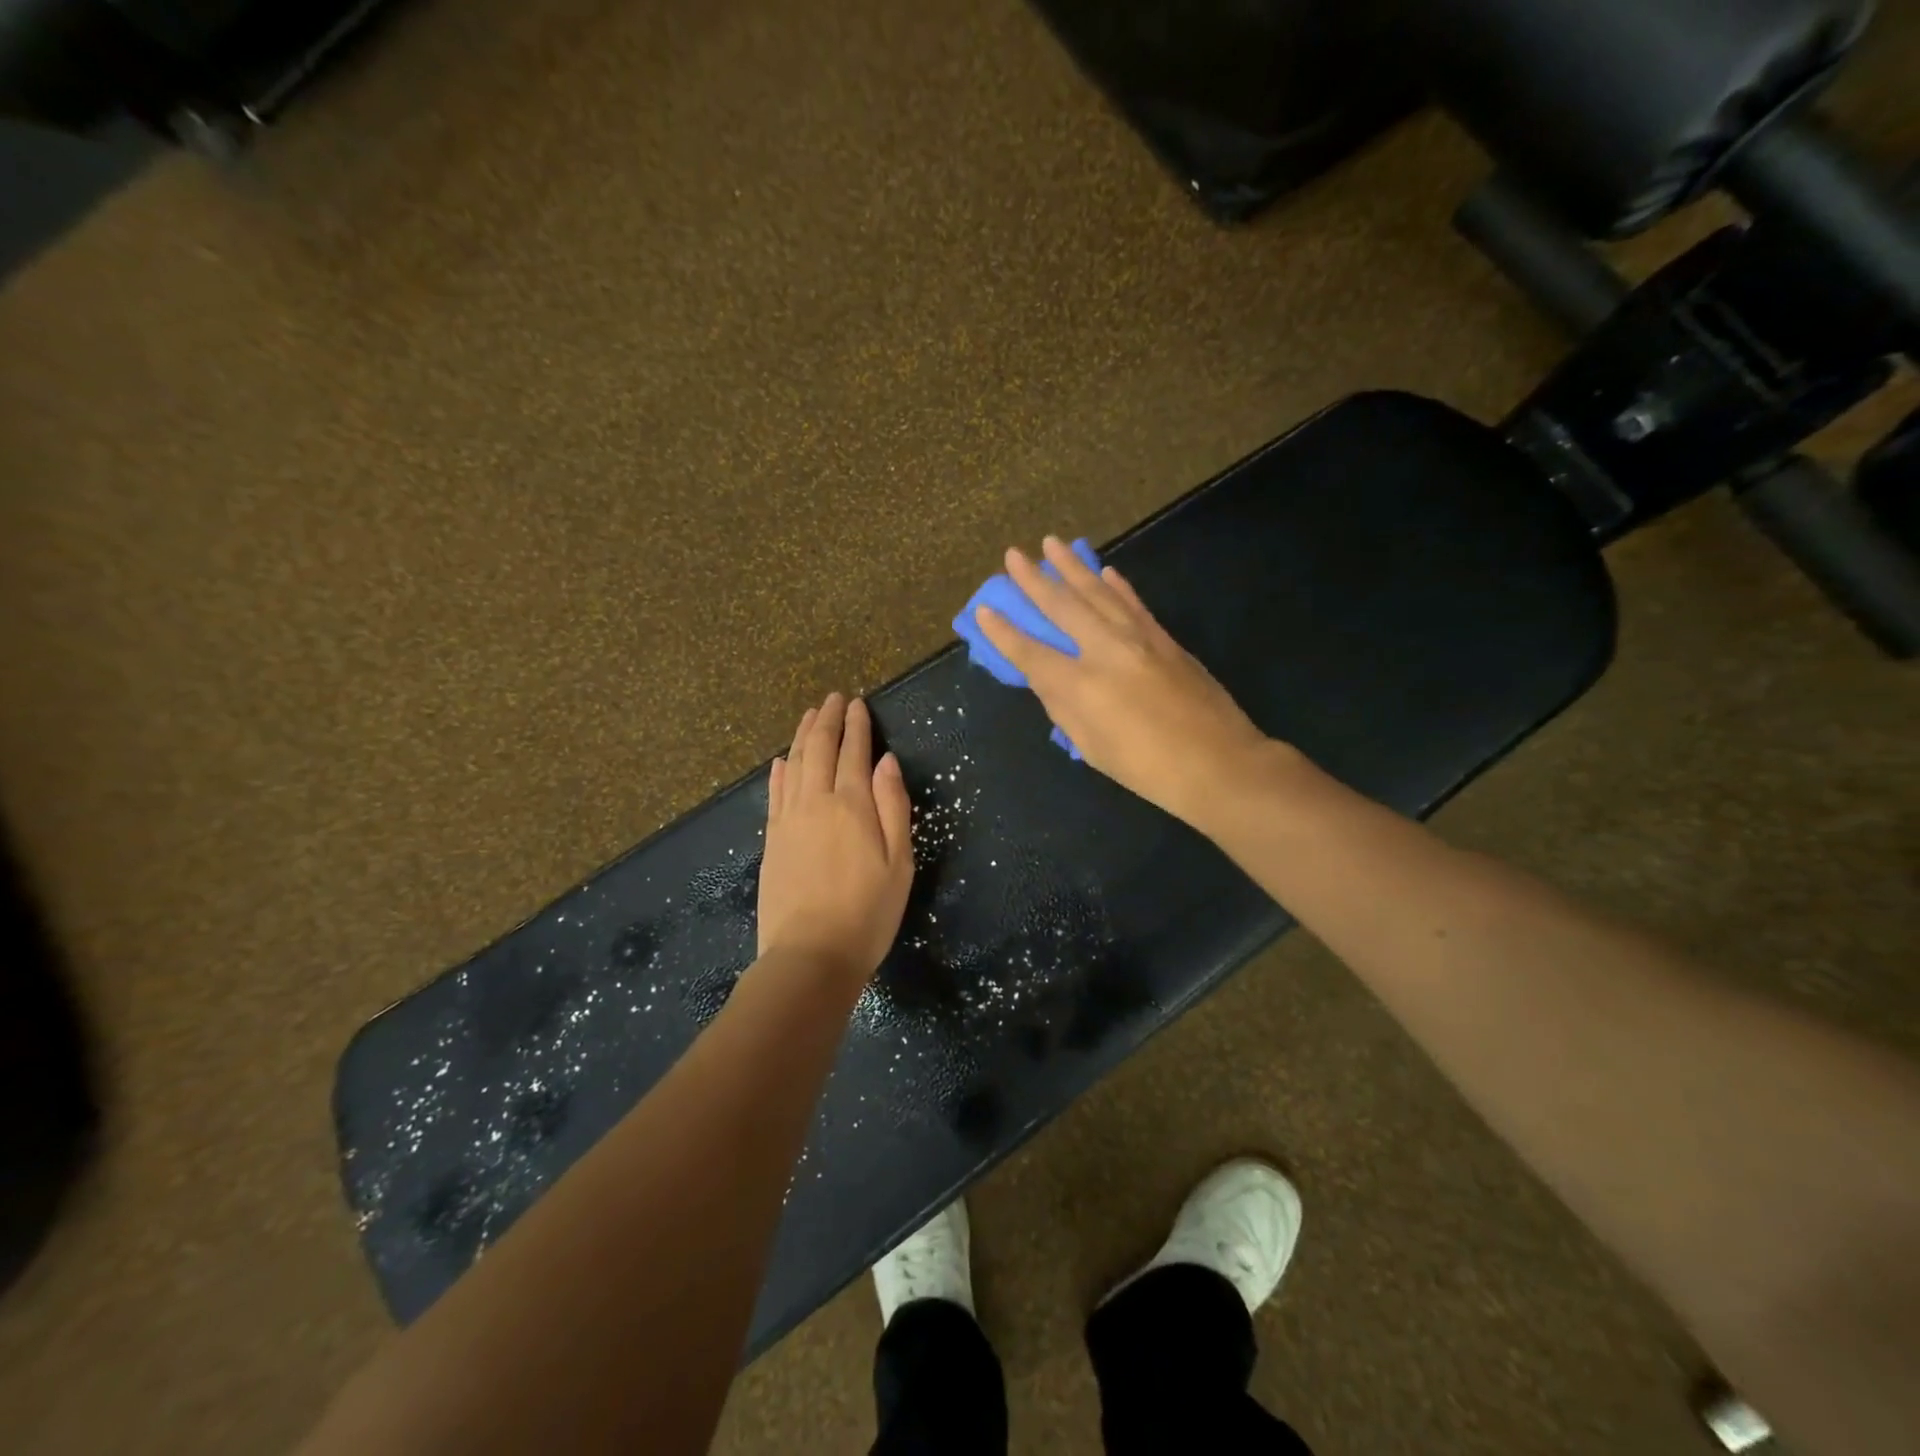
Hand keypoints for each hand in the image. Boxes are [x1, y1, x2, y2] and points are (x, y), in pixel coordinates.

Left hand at [758, 693, 914, 986]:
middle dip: (827, 720)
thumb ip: (893, 807)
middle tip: (833, 698)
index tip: (857, 703)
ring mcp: (788, 820)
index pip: (853, 752)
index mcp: (851, 805)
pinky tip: (781, 761)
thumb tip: (886, 761)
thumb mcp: (899, 862)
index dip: (856, 725)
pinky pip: (774, 792)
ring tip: (809, 715)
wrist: (811, 954)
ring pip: (793, 764)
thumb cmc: (868, 912)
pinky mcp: (772, 840)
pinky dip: (779, 771)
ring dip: (802, 736)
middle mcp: (815, 802)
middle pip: (818, 749)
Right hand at [975, 536, 1286, 827]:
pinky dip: (1116, 584)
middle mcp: (1105, 650)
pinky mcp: (1164, 638)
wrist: (1218, 763)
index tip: (984, 609)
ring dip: (1072, 567)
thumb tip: (1047, 679)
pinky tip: (1104, 571)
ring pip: (1098, 592)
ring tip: (1052, 544)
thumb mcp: (1091, 747)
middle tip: (1013, 554)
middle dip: (1034, 580)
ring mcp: (1139, 638)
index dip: (1004, 632)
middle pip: (1062, 607)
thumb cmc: (1146, 768)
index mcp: (1081, 685)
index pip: (1030, 652)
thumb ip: (1064, 708)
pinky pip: (1133, 603)